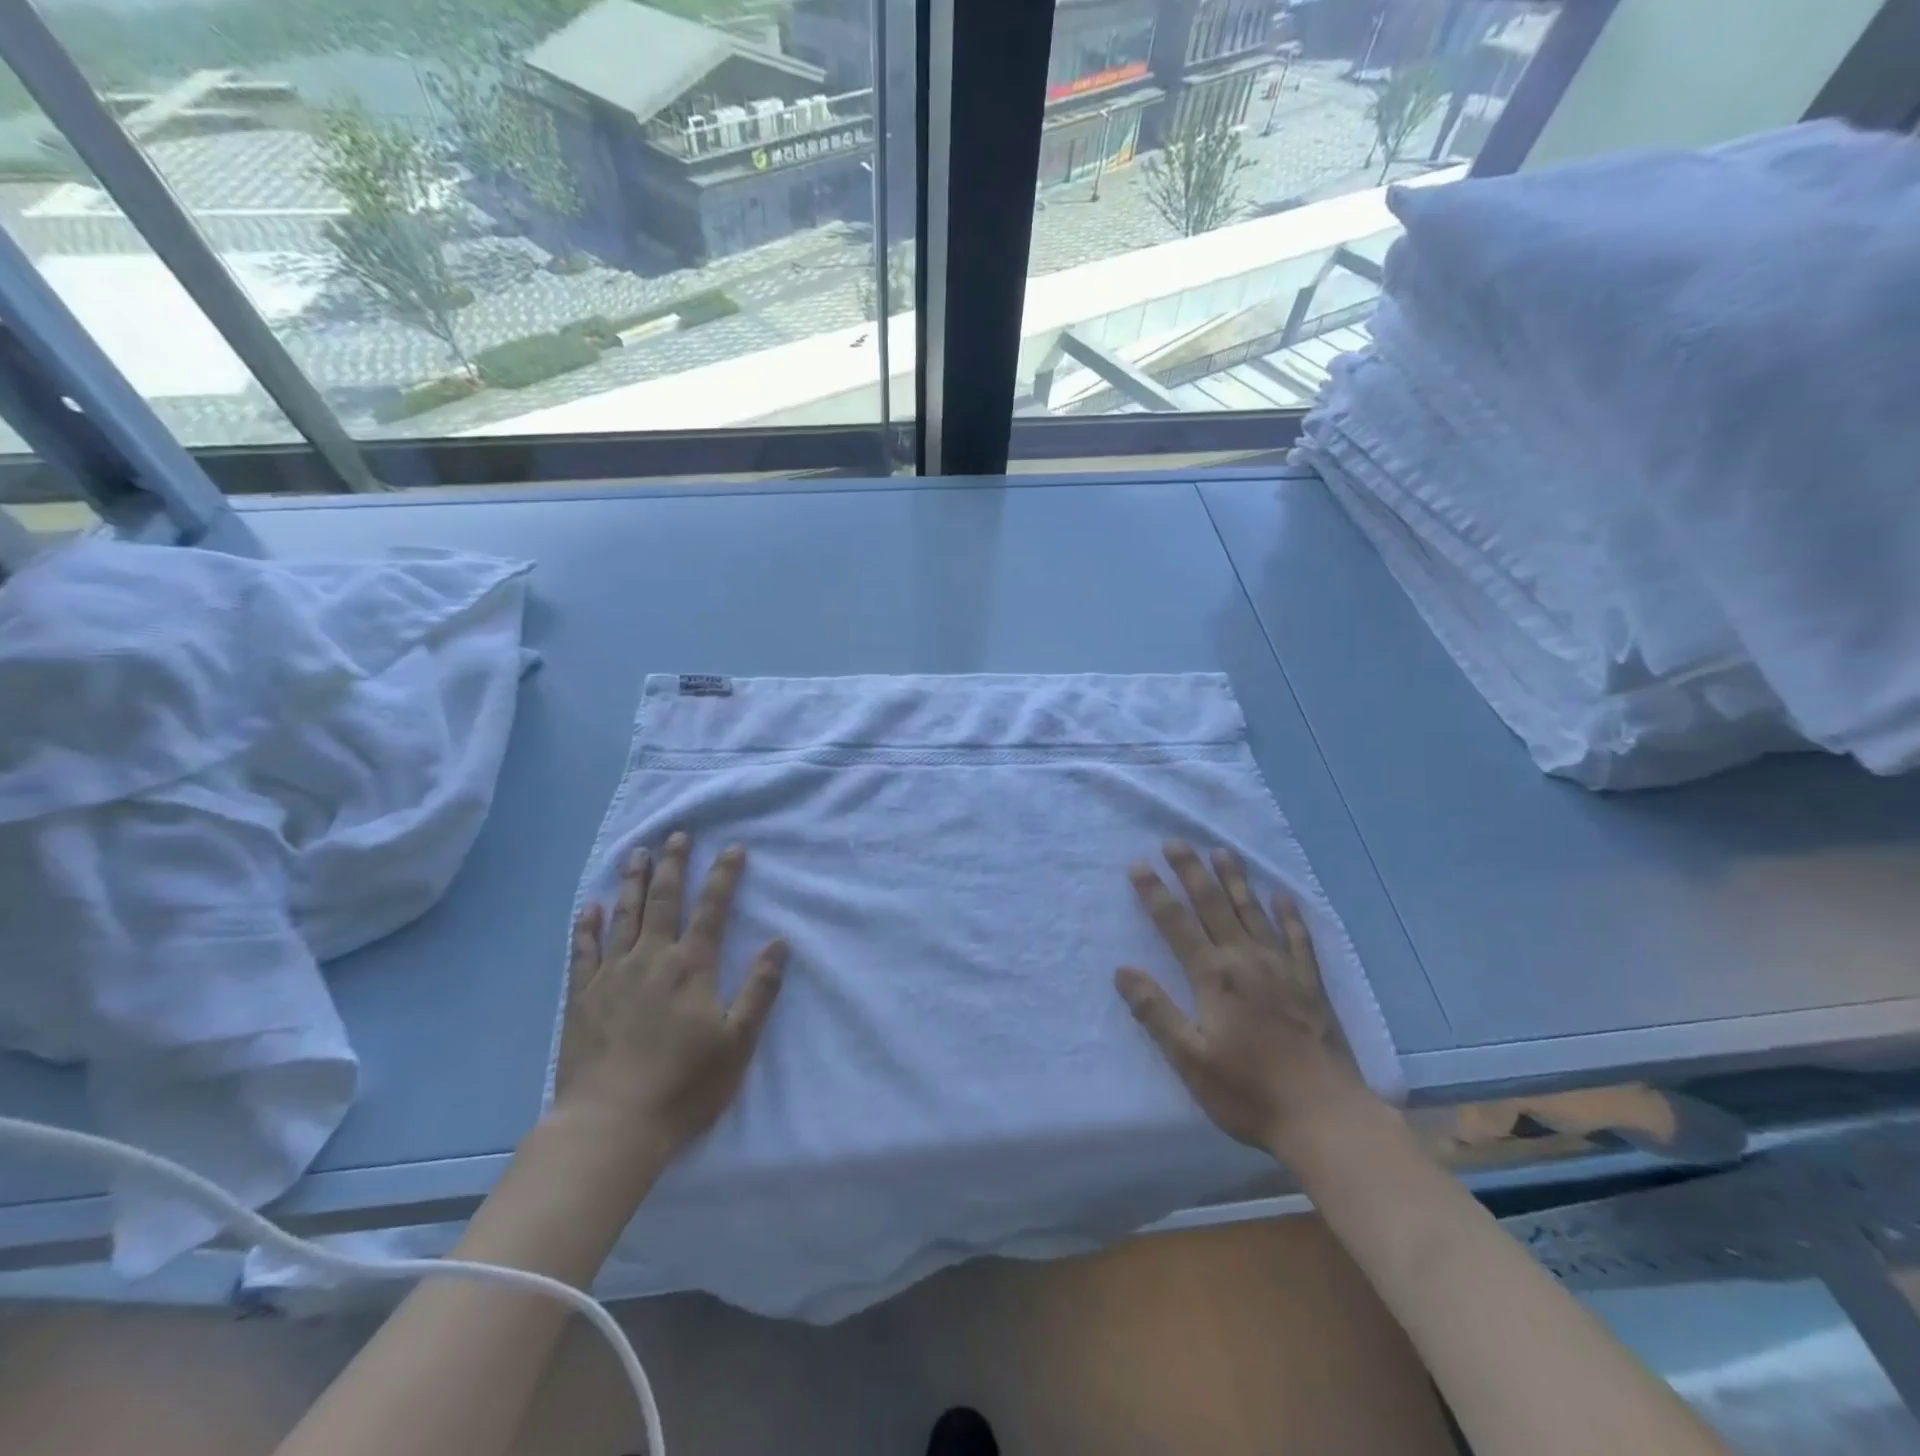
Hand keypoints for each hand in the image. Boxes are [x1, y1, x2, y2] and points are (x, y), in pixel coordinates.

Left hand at [555, 832, 786, 1158]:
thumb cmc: (684, 1085)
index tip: (733, 848)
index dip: (724, 876)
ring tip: (637, 854)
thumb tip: (779, 942)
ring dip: (633, 882)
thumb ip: (759, 989)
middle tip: (678, 835)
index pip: (712, 909)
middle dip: (674, 865)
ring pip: (624, 916)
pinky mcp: (582, 998)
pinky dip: (587, 926)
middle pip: (665, 901)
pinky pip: (584, 952)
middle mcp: (652, 959)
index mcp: (691, 967)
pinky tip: (589, 907)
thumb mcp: (738, 1041)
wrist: (611, 1125)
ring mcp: (612, 976)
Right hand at [1115, 843, 1370, 1154]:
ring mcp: (1282, 968)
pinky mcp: (1310, 983)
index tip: (1139, 865)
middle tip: (1175, 842)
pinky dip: (1288, 915)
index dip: (1155, 893)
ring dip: (1235, 880)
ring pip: (1252, 912)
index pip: (1176, 924)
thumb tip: (1122, 971)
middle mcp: (1246, 960)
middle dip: (1191, 872)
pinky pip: (1298, 937)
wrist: (1326, 1117)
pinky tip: (1282, 896)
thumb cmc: (1249, 1092)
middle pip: (1213, 905)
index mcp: (1214, 977)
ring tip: (1221, 851)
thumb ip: (1155, 1012)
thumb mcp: (1189, 1059)